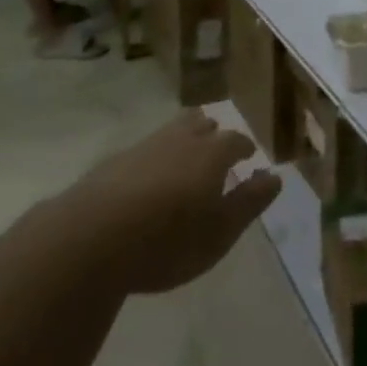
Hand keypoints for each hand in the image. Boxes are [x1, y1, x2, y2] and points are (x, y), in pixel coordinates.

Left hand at [66, 112, 281, 294]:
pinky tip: (146, 181)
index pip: (236, 141)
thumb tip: (275, 175)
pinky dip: (153, 160)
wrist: (91, 238)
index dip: (244, 149)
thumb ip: (250, 201)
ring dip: (182, 141)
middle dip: (212, 134)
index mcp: (213, 153)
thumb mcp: (221, 231)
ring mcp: (144, 147)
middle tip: (216, 150)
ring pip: (171, 133)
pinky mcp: (113, 163)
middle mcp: (181, 139)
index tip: (248, 157)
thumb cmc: (169, 240)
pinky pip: (143, 152)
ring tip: (183, 160)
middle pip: (202, 125)